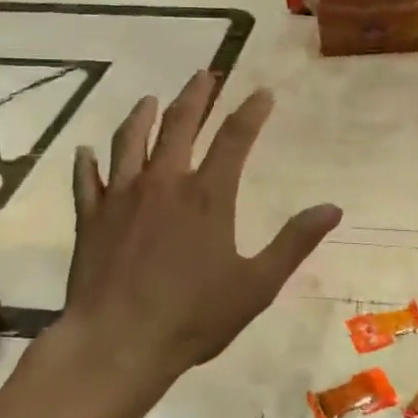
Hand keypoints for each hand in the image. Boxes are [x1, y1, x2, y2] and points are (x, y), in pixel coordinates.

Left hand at [63, 71, 340, 382]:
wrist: (118, 343)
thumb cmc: (193, 317)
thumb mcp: (257, 285)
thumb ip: (294, 242)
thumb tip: (332, 209)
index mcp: (208, 196)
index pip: (234, 138)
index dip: (250, 111)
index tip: (262, 92)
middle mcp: (163, 183)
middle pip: (178, 125)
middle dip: (194, 96)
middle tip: (204, 74)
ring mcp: (121, 197)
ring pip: (129, 141)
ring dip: (141, 116)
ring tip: (149, 99)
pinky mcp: (90, 218)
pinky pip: (85, 180)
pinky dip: (86, 162)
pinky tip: (85, 151)